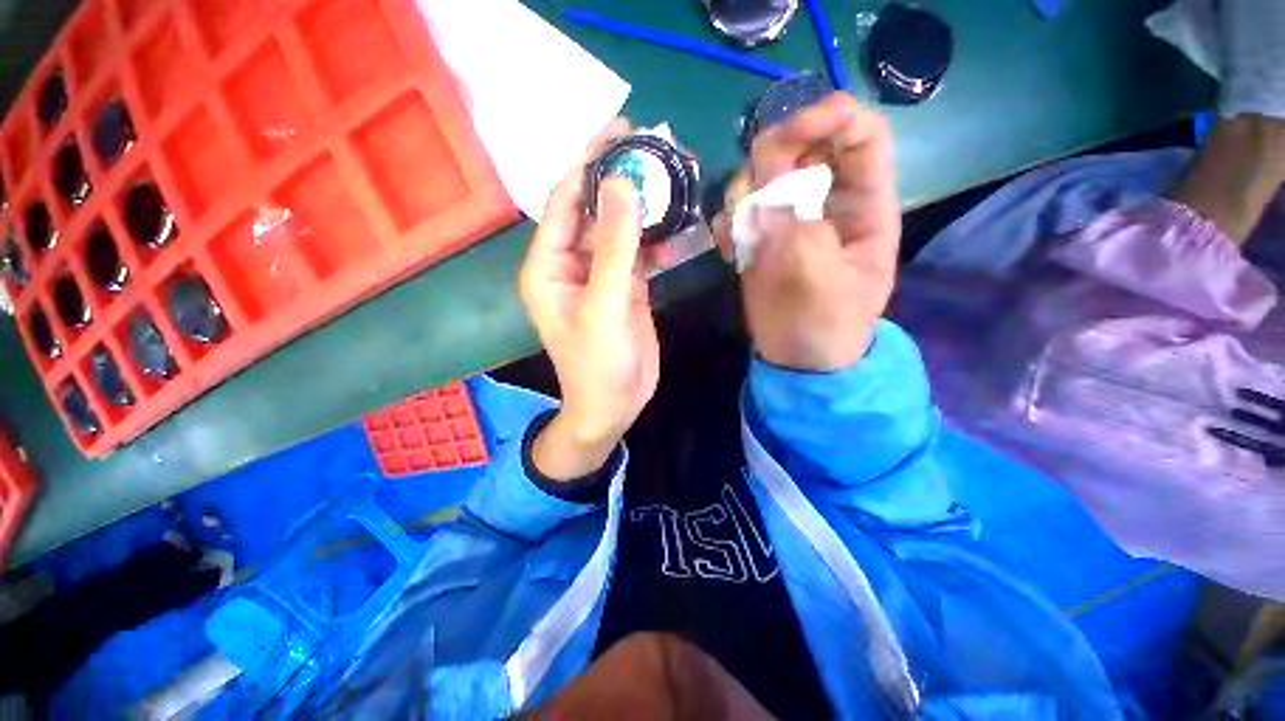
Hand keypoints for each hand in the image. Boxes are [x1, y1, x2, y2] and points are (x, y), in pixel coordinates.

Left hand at [519, 119, 659, 480]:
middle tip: (654, 144)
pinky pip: (640, 251)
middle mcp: (570, 264)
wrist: (615, 405)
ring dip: (644, 204)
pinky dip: (658, 235)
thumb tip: (623, 183)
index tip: (620, 132)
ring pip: (620, 228)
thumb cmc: (598, 366)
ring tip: (674, 172)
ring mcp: (601, 275)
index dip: (588, 165)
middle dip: (620, 177)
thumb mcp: (604, 307)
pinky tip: (680, 219)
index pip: (565, 202)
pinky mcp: (626, 287)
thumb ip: (614, 248)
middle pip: (594, 209)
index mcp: (548, 266)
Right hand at [715, 93, 900, 371]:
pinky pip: (739, 210)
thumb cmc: (827, 327)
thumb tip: (764, 207)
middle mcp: (827, 201)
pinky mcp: (761, 237)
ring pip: (764, 175)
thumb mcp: (826, 288)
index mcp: (865, 206)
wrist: (798, 358)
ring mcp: (790, 218)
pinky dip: (728, 222)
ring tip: (741, 237)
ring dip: (745, 194)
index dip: (831, 116)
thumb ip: (803, 242)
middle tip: (754, 195)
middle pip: (804, 145)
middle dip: (775, 156)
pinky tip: (728, 250)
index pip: (861, 135)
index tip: (792, 131)